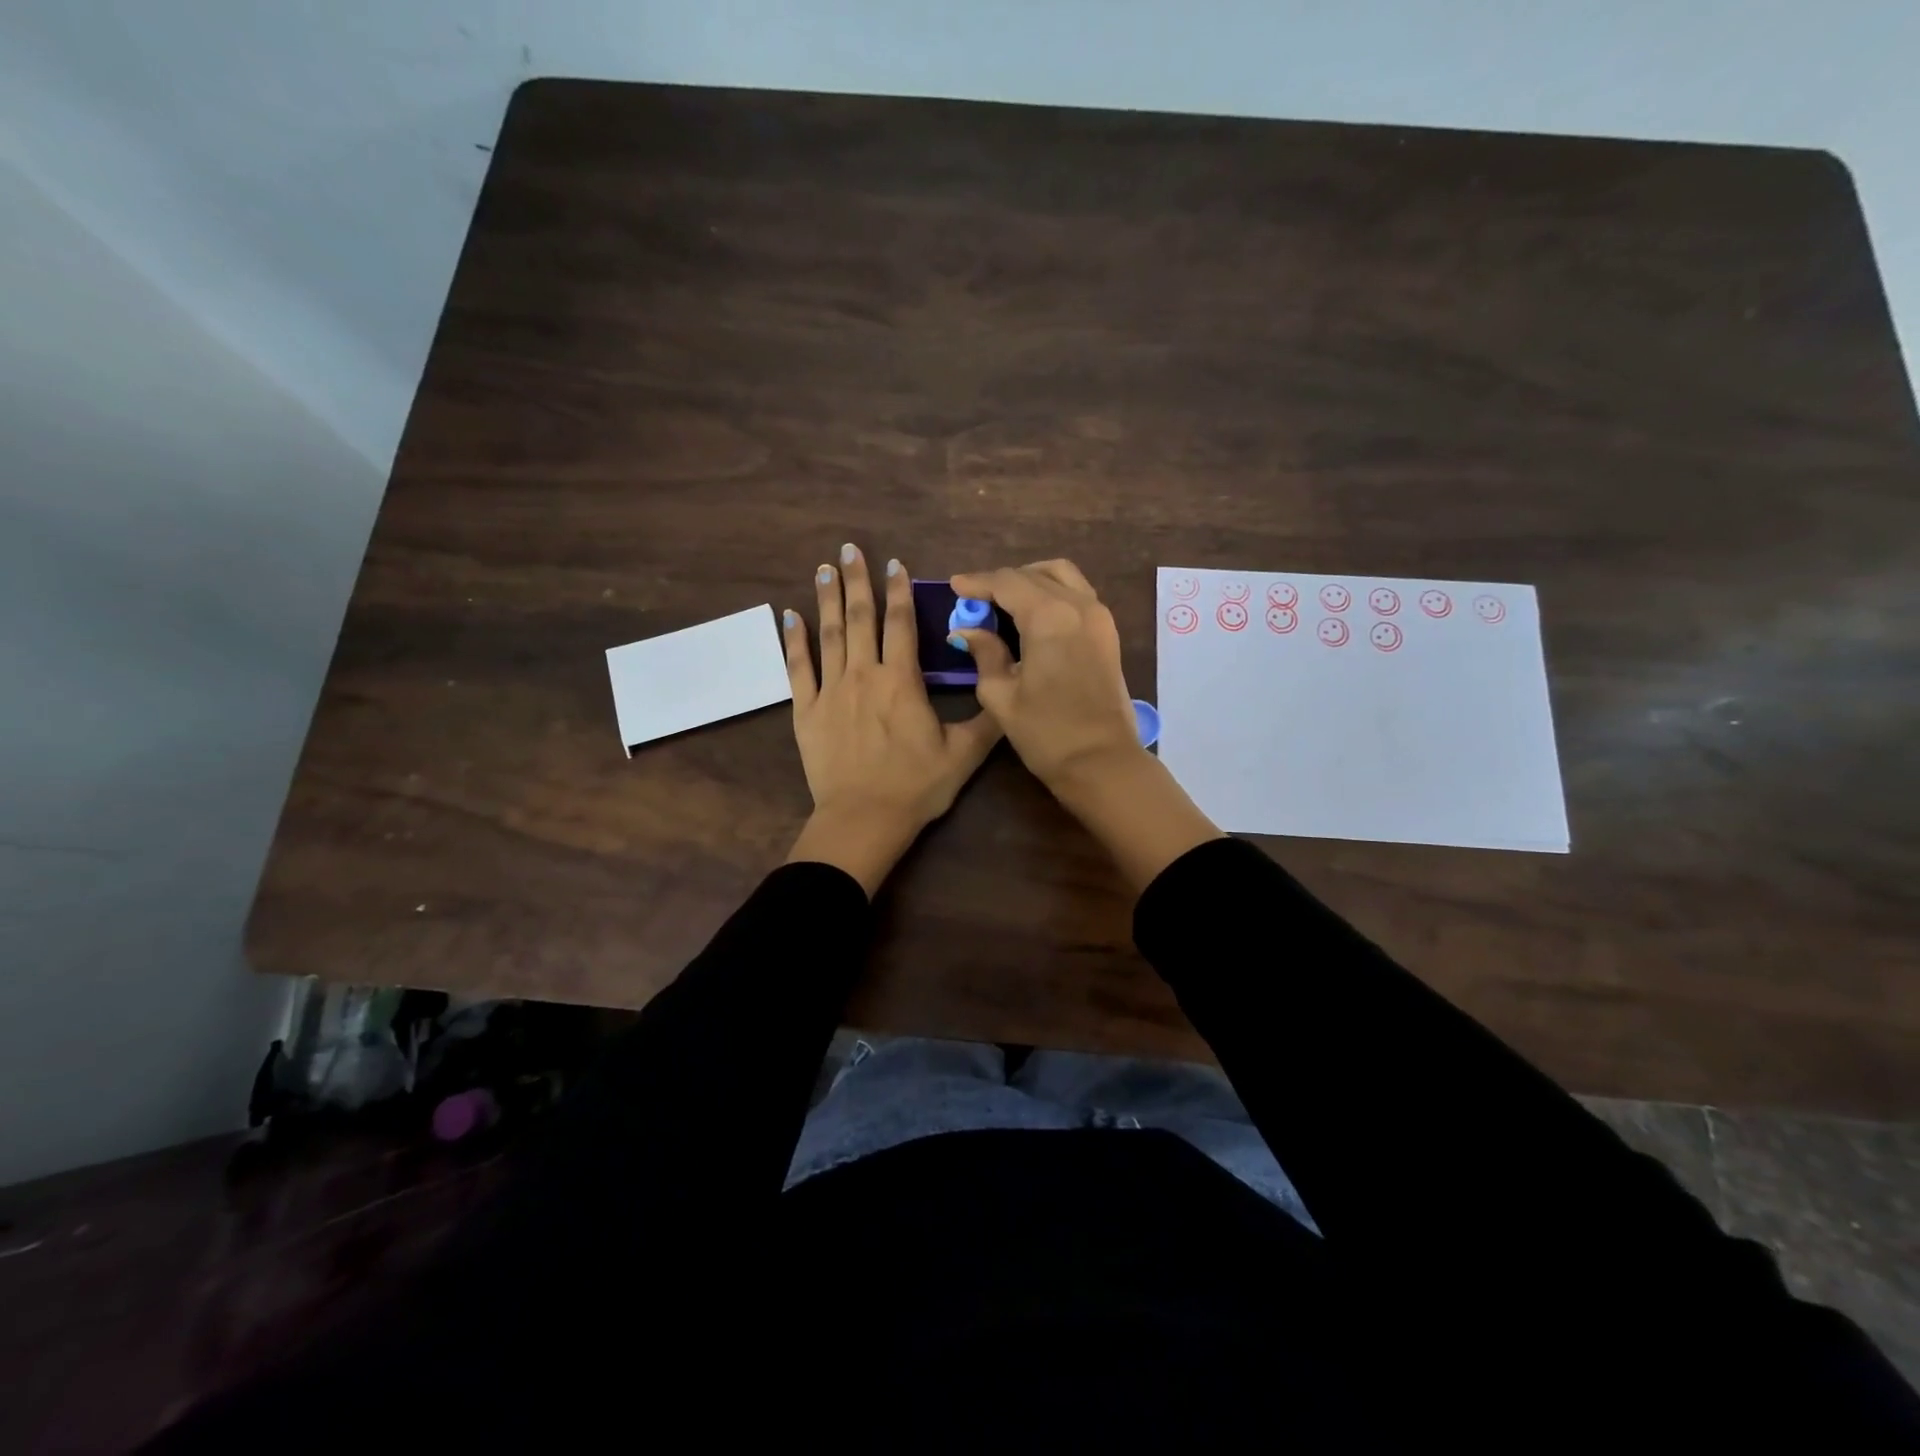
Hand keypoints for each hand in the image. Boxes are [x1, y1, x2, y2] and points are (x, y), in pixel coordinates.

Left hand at [782, 544, 1000, 894]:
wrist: (863, 819)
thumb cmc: (915, 787)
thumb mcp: (963, 755)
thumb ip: (986, 719)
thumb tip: (1005, 689)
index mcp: (901, 682)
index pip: (901, 625)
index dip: (899, 592)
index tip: (894, 564)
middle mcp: (863, 676)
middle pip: (860, 619)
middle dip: (857, 581)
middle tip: (849, 549)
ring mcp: (830, 692)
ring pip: (829, 635)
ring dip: (827, 599)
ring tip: (824, 569)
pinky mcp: (806, 712)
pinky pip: (798, 668)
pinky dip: (794, 641)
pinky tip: (790, 616)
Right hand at [946, 559, 1141, 792]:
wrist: (1101, 762)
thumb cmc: (1046, 732)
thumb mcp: (1001, 695)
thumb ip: (984, 654)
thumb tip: (966, 631)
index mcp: (1049, 617)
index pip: (1007, 582)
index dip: (977, 582)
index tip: (954, 587)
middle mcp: (1078, 605)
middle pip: (1034, 574)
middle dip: (1001, 582)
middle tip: (975, 599)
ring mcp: (1099, 616)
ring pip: (1061, 575)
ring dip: (1030, 580)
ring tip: (1004, 601)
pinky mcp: (1108, 632)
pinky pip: (1077, 593)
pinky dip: (1052, 592)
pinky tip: (1032, 614)